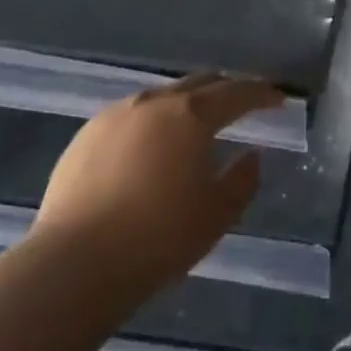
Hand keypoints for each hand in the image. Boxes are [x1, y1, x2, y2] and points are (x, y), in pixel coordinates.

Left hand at [35, 73, 283, 290]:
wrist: (72, 266)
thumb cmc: (157, 239)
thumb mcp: (216, 215)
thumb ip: (242, 180)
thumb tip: (251, 156)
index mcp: (191, 115)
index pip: (237, 93)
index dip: (262, 94)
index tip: (278, 99)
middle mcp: (155, 103)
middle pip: (199, 83)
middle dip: (225, 90)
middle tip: (242, 104)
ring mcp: (115, 115)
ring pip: (162, 96)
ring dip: (186, 104)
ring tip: (195, 124)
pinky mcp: (85, 135)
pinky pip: (131, 116)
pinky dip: (152, 122)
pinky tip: (150, 146)